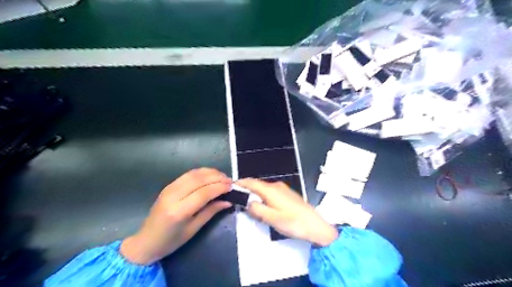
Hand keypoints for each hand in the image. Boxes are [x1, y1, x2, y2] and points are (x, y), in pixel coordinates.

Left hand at [120, 168, 231, 264]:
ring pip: (194, 174)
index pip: (204, 192)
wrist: (146, 241)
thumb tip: (228, 201)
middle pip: (199, 180)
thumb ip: (211, 212)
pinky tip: (210, 175)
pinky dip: (201, 172)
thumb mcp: (193, 229)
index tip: (232, 186)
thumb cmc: (171, 241)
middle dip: (217, 178)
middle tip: (230, 181)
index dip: (219, 187)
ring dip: (210, 172)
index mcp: (179, 211)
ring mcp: (169, 188)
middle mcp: (173, 196)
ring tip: (223, 177)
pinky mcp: (169, 185)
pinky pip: (188, 174)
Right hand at [237, 178, 338, 244]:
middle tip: (238, 198)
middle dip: (247, 190)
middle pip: (258, 185)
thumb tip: (248, 203)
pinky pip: (271, 192)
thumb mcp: (272, 218)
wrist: (315, 226)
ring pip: (264, 189)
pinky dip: (263, 197)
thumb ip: (257, 209)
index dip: (241, 183)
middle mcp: (276, 186)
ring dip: (255, 194)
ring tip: (249, 204)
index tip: (231, 186)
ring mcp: (283, 189)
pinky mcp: (288, 194)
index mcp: (271, 190)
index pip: (252, 182)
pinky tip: (264, 206)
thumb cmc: (293, 223)